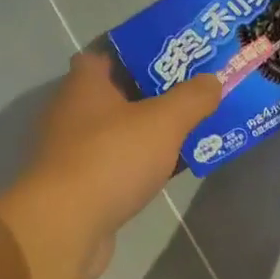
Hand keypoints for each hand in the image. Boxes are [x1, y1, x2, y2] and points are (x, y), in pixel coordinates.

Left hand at [0, 52, 219, 278]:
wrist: (66, 226)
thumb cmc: (111, 158)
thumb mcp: (163, 121)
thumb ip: (192, 98)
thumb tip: (213, 80)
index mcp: (85, 84)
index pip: (109, 53)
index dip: (142, 52)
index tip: (176, 57)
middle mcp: (72, 112)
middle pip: (118, 94)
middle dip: (155, 94)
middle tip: (195, 93)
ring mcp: (73, 152)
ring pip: (120, 133)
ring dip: (150, 133)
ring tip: (192, 129)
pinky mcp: (79, 187)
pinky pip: (118, 165)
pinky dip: (141, 165)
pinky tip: (170, 170)